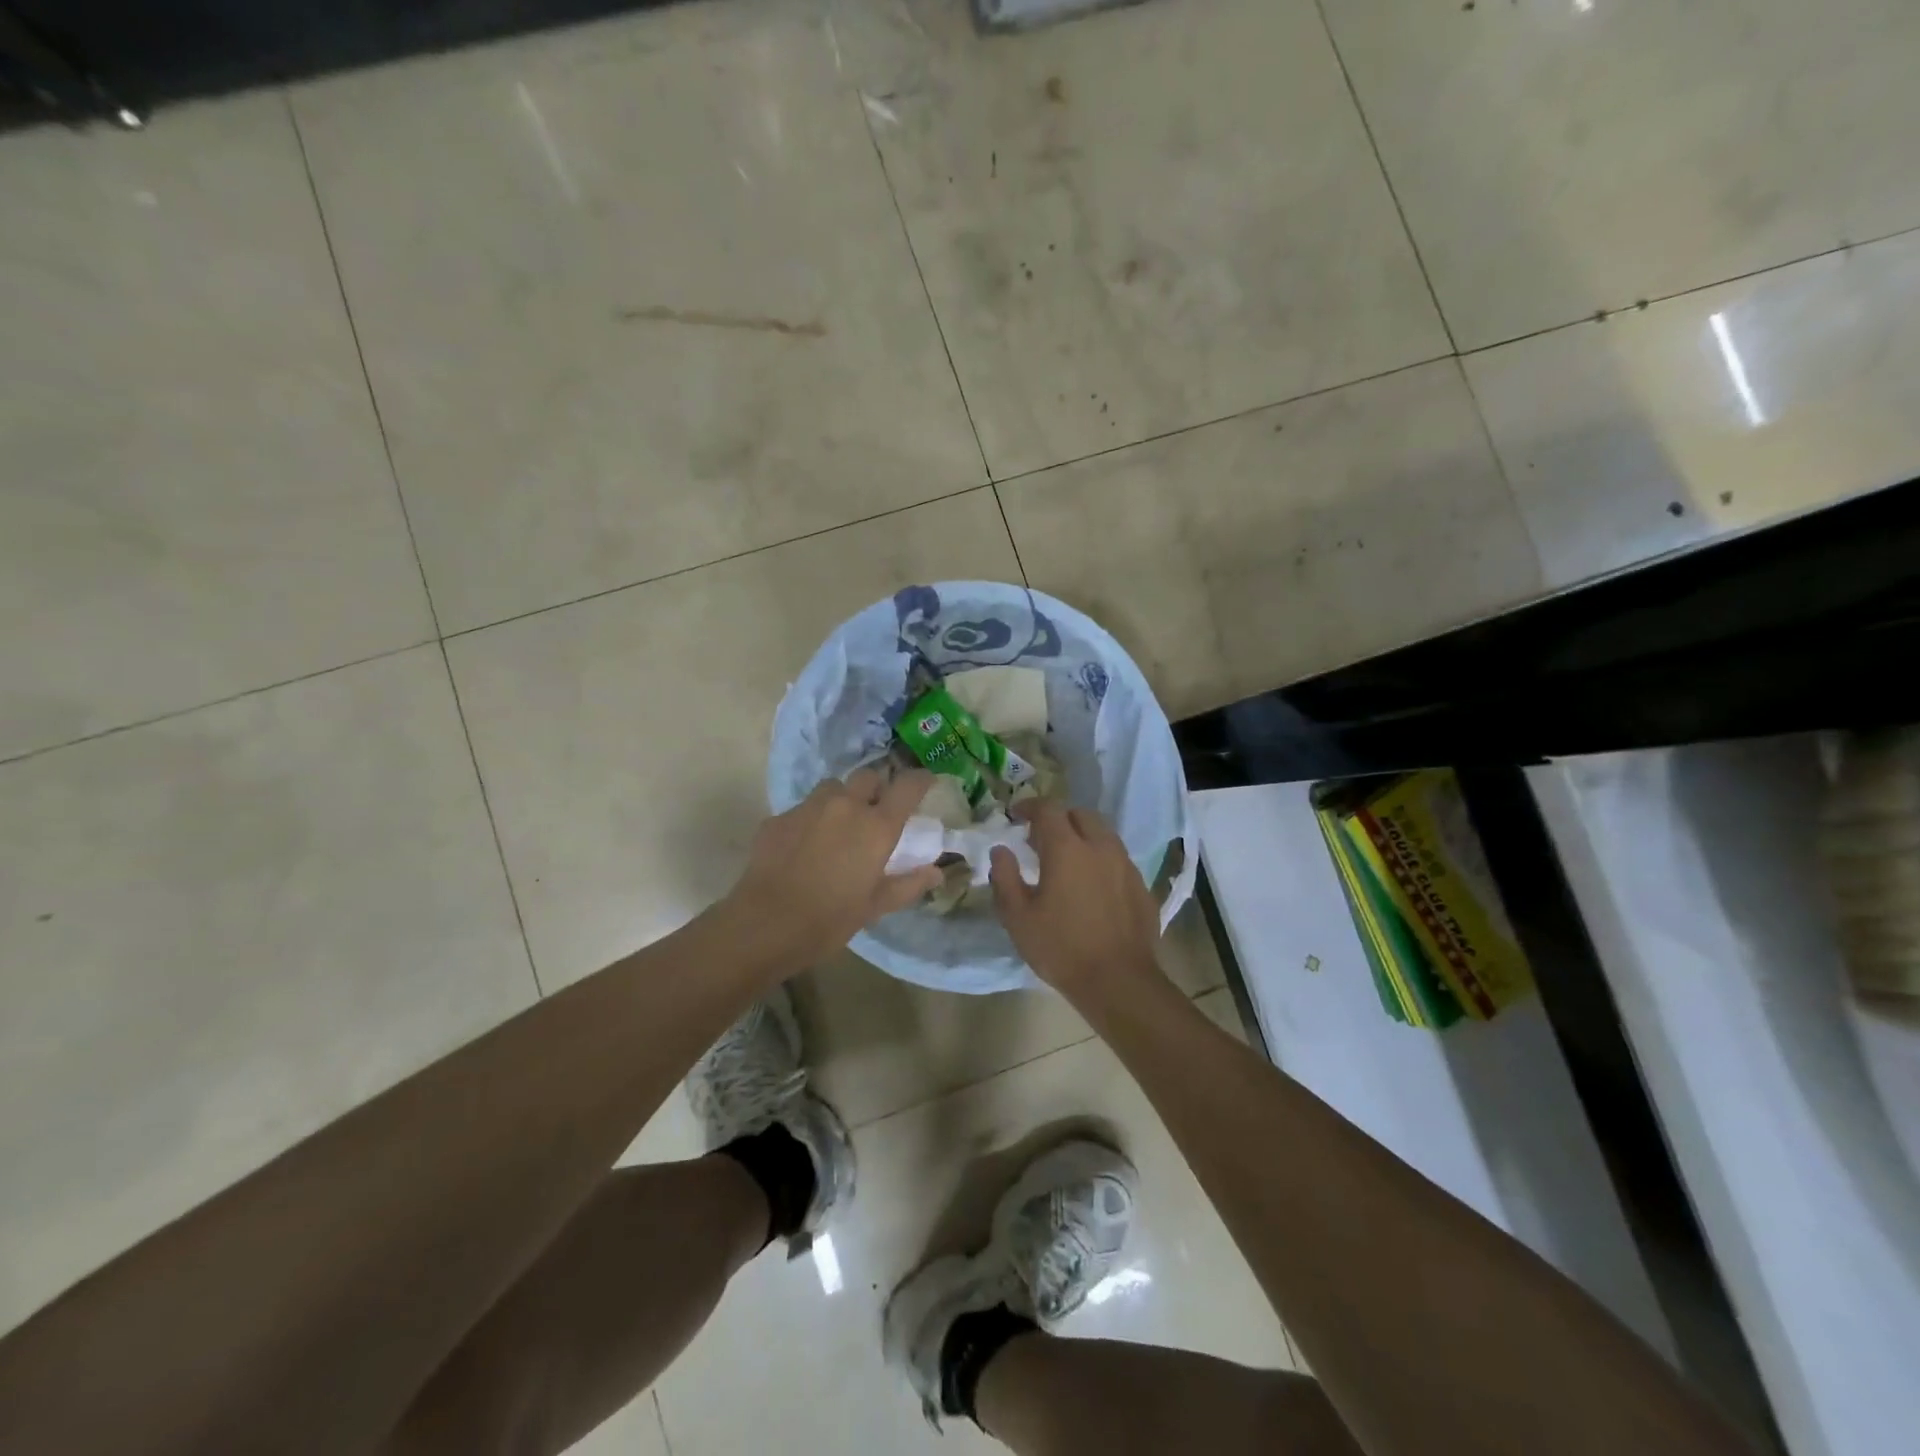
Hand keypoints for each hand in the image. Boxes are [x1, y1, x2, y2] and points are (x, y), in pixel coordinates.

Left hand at [724, 767, 943, 969]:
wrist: (766, 924)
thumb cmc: (830, 919)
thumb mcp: (875, 906)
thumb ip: (908, 884)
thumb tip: (936, 872)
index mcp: (876, 826)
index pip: (908, 786)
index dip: (921, 780)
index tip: (926, 783)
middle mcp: (845, 805)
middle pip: (868, 777)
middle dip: (876, 788)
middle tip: (876, 811)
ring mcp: (808, 807)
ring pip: (832, 787)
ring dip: (842, 799)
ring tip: (838, 825)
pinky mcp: (779, 818)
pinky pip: (802, 808)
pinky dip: (811, 819)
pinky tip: (804, 845)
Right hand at [990, 800, 1162, 999]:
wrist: (1119, 982)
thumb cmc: (1061, 948)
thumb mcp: (1018, 917)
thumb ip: (1005, 877)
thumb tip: (1001, 850)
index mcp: (1067, 848)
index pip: (1048, 809)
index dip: (1030, 806)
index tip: (1016, 815)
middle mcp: (1100, 847)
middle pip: (1080, 815)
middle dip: (1059, 819)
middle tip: (1041, 839)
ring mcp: (1125, 865)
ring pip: (1103, 834)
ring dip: (1083, 836)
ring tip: (1068, 859)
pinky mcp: (1141, 886)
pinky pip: (1118, 859)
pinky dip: (1101, 859)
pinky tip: (1092, 884)